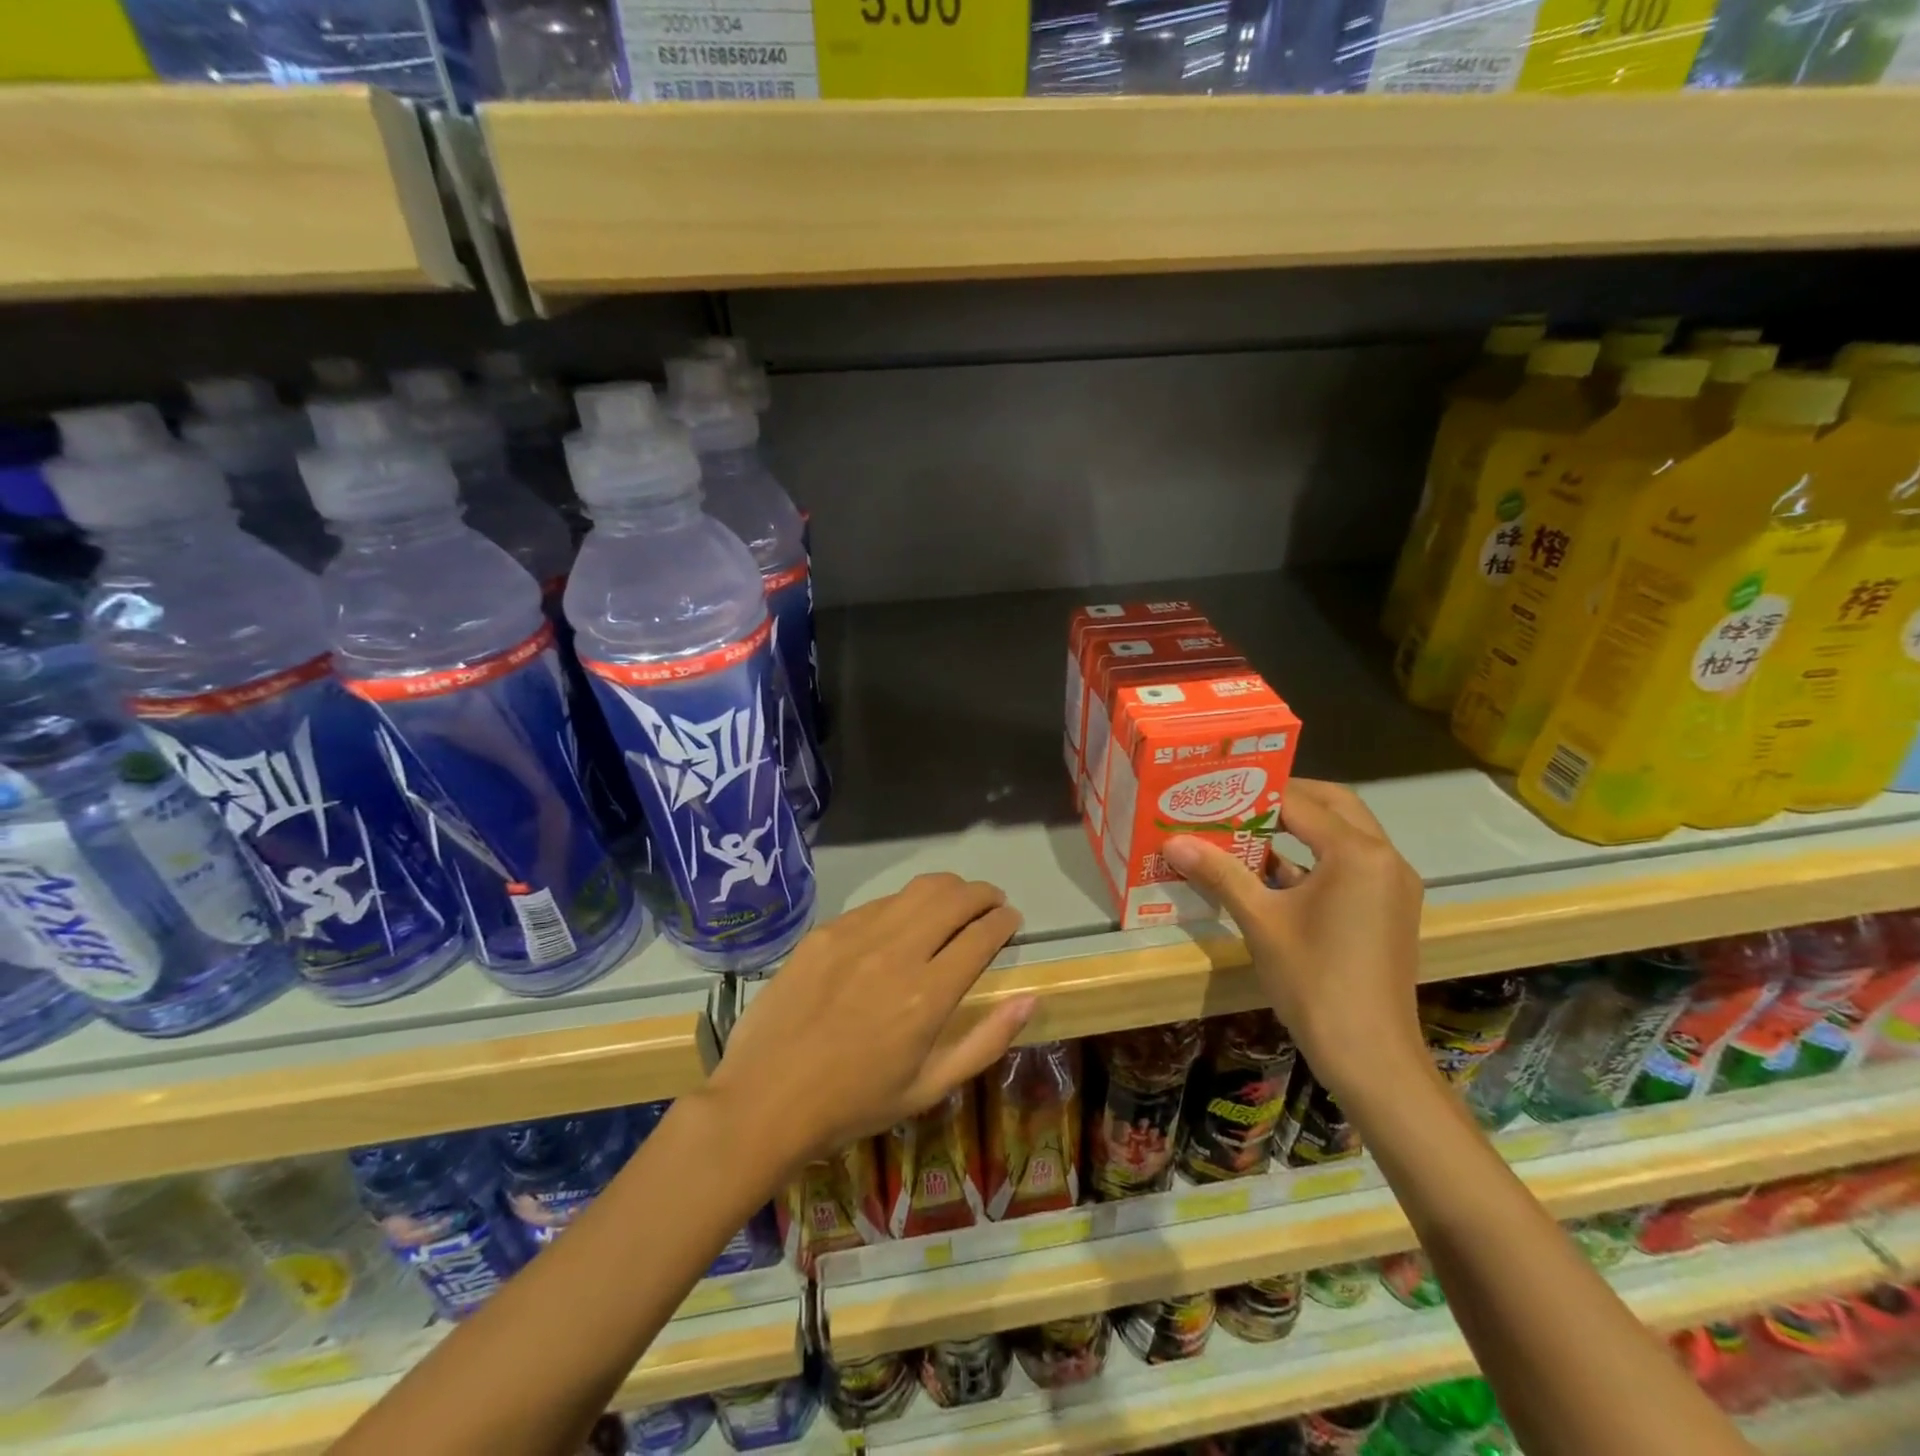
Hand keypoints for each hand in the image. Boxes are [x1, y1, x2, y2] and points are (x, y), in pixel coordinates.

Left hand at [706, 873, 1034, 1171]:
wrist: (765, 1098)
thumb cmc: (853, 1103)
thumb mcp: (929, 1088)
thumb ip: (986, 1041)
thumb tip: (1030, 1000)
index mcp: (928, 995)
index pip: (981, 935)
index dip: (1003, 921)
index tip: (1011, 919)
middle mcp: (898, 952)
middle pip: (955, 899)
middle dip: (983, 894)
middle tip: (992, 902)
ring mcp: (858, 935)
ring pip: (918, 890)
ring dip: (948, 888)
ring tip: (957, 898)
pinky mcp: (827, 931)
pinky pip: (879, 903)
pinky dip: (904, 903)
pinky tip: (903, 919)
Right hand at [1162, 779, 1425, 1102]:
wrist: (1369, 1054)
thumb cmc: (1313, 980)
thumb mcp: (1260, 920)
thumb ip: (1219, 873)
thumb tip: (1172, 842)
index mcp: (1357, 852)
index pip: (1299, 802)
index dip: (1254, 792)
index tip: (1215, 787)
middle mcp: (1385, 857)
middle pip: (1334, 805)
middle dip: (1286, 798)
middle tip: (1238, 798)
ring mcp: (1393, 884)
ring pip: (1347, 833)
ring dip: (1303, 826)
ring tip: (1248, 826)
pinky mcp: (1391, 907)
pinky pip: (1353, 862)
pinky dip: (1317, 856)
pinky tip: (1274, 870)